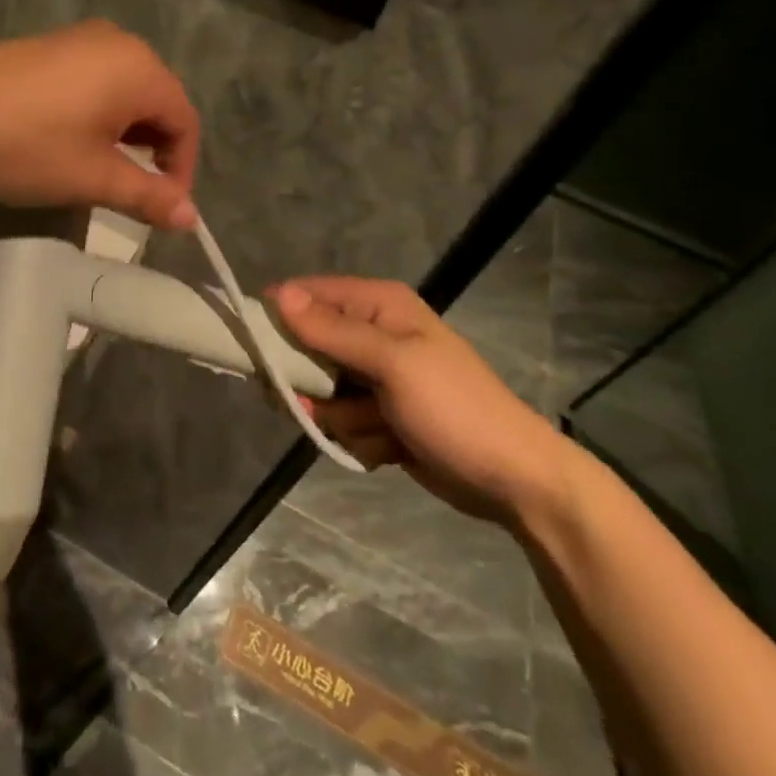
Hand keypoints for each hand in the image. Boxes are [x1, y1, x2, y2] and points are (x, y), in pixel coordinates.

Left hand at [0, 20, 200, 230]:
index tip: (160, 210)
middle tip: (129, 191)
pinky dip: (98, 113)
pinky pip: (95, 80)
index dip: (181, 170)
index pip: (185, 121)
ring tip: (98, 169)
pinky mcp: (49, 45)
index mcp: (139, 68)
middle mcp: (117, 42)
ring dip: (124, 134)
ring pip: (125, 91)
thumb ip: (147, 197)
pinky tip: (68, 139)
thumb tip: (191, 219)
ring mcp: (79, 38)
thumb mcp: (91, 178)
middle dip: (153, 151)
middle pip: (158, 102)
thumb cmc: (24, 145)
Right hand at [268, 277, 581, 526]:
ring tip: (382, 427)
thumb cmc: (454, 409)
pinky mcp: (381, 415)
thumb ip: (332, 330)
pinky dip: (361, 438)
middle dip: (314, 384)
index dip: (280, 320)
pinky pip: (343, 422)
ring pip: (322, 393)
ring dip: (344, 418)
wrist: (514, 481)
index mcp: (378, 305)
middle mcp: (373, 333)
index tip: (260, 352)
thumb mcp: (392, 363)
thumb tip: (277, 294)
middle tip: (321, 403)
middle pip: (308, 348)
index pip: (307, 295)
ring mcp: (377, 378)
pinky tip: (391, 447)